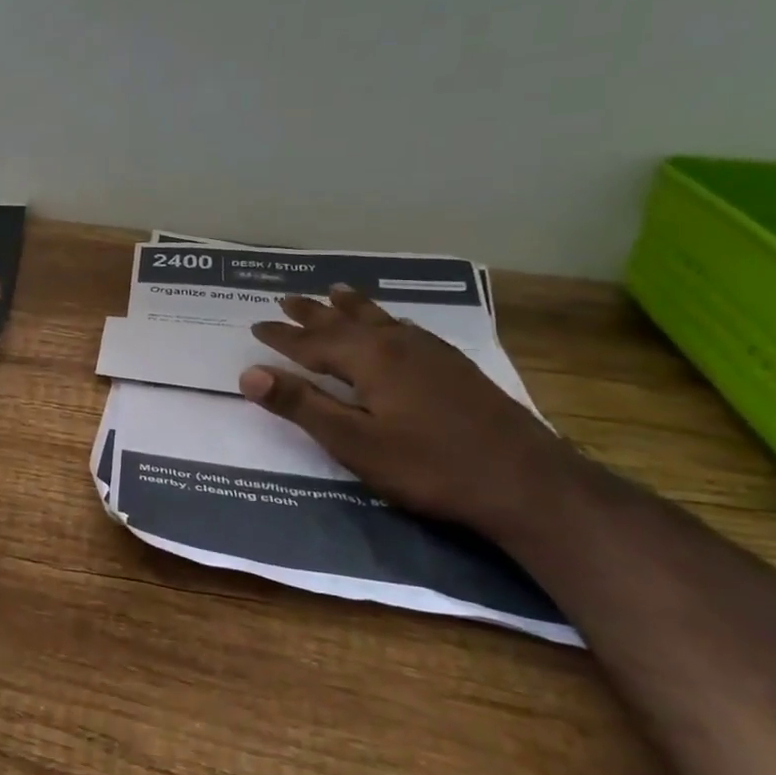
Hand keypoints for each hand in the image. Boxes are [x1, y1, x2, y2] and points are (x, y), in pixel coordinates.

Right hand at [239, 286, 581, 539]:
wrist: (527, 483)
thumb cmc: (427, 465)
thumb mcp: (352, 441)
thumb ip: (300, 405)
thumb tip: (248, 372)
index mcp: (370, 358)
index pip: (312, 342)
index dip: (282, 336)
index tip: (256, 325)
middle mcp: (399, 344)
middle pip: (346, 321)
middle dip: (313, 312)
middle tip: (287, 298)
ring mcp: (432, 354)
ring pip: (381, 319)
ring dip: (352, 307)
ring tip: (336, 291)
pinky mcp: (456, 368)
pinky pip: (407, 328)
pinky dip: (386, 319)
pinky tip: (394, 326)